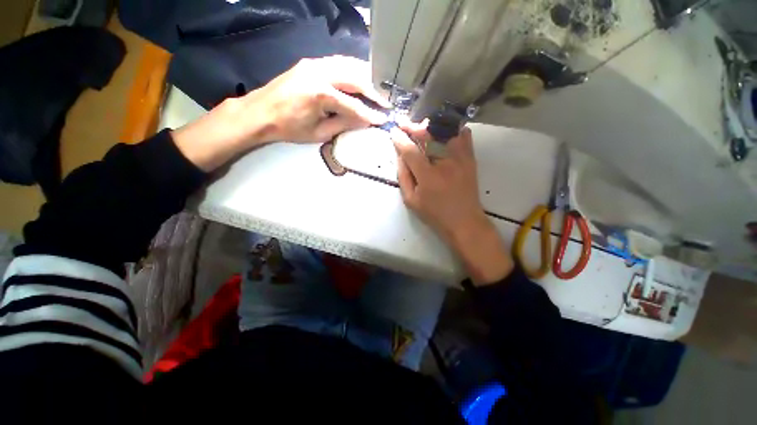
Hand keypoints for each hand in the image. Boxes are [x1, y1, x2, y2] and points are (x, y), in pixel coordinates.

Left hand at [173, 56, 388, 170]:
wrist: (260, 112)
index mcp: (320, 95)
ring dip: (365, 77)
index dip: (370, 114)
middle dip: (373, 91)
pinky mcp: (311, 62)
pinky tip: (359, 79)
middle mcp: (319, 73)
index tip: (382, 120)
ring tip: (377, 89)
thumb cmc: (289, 128)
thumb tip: (364, 121)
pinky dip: (352, 70)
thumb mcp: (319, 133)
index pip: (354, 106)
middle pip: (355, 78)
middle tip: (385, 102)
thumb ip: (343, 124)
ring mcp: (314, 64)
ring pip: (349, 65)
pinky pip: (338, 63)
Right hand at [391, 124, 513, 284]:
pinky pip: (463, 136)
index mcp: (428, 176)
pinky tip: (443, 132)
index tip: (393, 131)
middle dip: (413, 127)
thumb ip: (403, 177)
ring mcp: (461, 159)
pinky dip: (452, 130)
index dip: (400, 139)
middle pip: (429, 135)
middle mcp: (446, 163)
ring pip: (446, 131)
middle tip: (404, 125)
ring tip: (421, 127)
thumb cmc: (434, 214)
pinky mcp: (470, 159)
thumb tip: (400, 156)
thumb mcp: (411, 200)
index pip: (411, 151)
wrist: (464, 221)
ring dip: (431, 126)